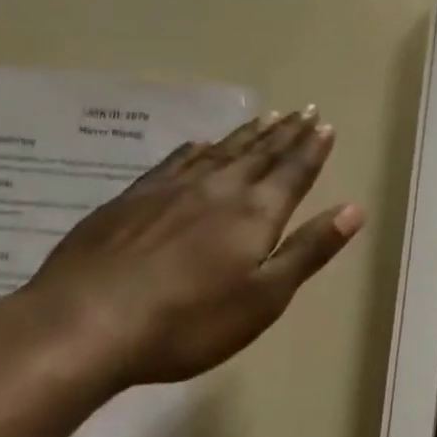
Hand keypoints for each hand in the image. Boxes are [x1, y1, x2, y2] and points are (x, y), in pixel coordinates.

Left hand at [19, 108, 364, 387]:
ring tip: (267, 117)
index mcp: (256, 213)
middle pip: (260, 154)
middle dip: (287, 133)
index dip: (312, 149)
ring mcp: (170, 191)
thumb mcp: (264, 297)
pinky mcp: (130, 200)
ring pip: (220, 151)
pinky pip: (174, 162)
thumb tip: (354, 209)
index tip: (325, 125)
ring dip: (248, 134)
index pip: (293, 172)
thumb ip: (309, 250)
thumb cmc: (188, 321)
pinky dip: (195, 148)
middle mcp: (219, 189)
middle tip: (305, 110)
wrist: (81, 326)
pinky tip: (200, 142)